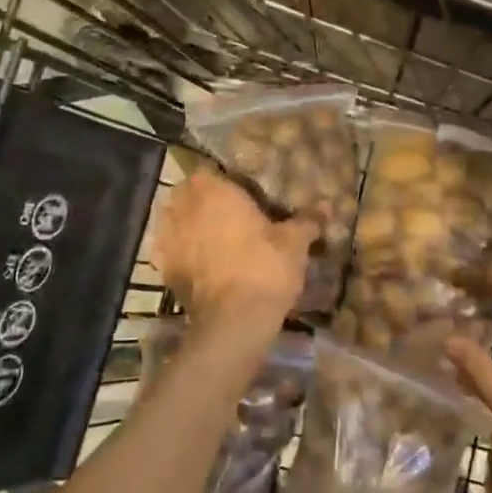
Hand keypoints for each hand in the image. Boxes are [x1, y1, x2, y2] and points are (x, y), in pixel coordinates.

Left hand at [150, 168, 316, 344]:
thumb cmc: (265, 267)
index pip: (208, 172)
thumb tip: (327, 204)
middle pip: (186, 195)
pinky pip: (169, 251)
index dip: (222, 181)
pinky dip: (180, 253)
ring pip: (173, 221)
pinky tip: (198, 263)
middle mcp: (185, 209)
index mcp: (214, 191)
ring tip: (209, 237)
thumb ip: (307, 219)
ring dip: (187, 225)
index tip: (240, 193)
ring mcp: (170, 239)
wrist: (234, 320)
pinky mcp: (164, 269)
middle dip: (201, 200)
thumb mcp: (294, 242)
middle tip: (226, 214)